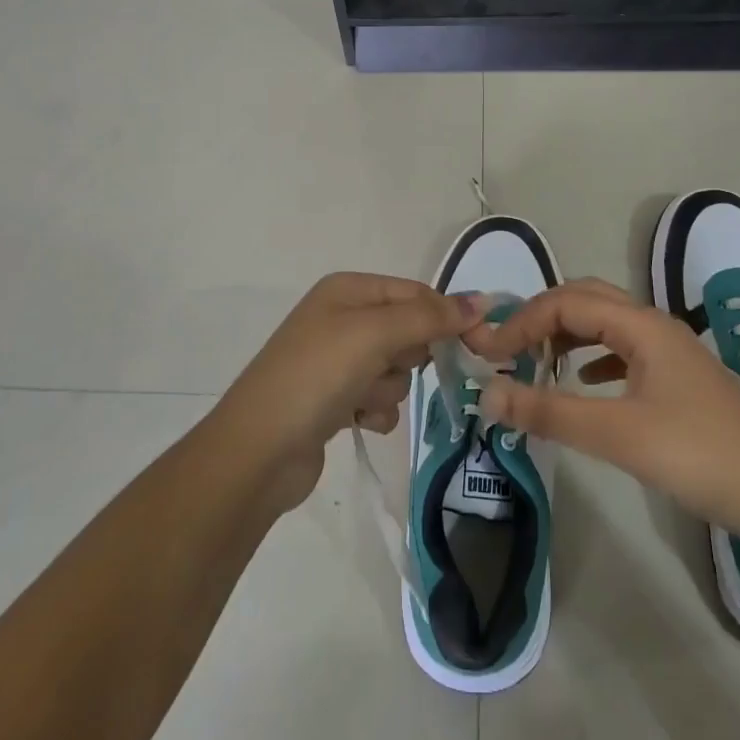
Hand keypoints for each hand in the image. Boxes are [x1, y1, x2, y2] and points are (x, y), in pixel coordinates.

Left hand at [214, 273, 486, 511]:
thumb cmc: (318, 375)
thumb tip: (481, 301)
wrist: (259, 450)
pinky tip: (354, 421)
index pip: (415, 292)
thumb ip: (430, 317)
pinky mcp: (336, 400)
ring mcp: (337, 361)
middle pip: (409, 331)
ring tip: (359, 399)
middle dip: (407, 356)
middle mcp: (342, 318)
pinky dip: (374, 412)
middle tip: (386, 367)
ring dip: (387, 389)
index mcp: (348, 289)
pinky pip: (380, 400)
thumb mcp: (375, 334)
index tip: (475, 342)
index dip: (444, 315)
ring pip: (397, 370)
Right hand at [469, 280, 739, 536]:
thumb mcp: (616, 434)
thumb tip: (487, 394)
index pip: (566, 302)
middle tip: (509, 348)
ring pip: (607, 323)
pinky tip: (584, 381)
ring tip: (536, 360)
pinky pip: (624, 350)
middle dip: (542, 317)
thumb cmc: (697, 455)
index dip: (522, 321)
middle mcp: (655, 325)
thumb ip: (549, 412)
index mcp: (641, 325)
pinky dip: (594, 357)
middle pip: (586, 300)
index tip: (490, 354)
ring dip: (567, 334)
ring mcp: (671, 351)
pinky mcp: (678, 378)